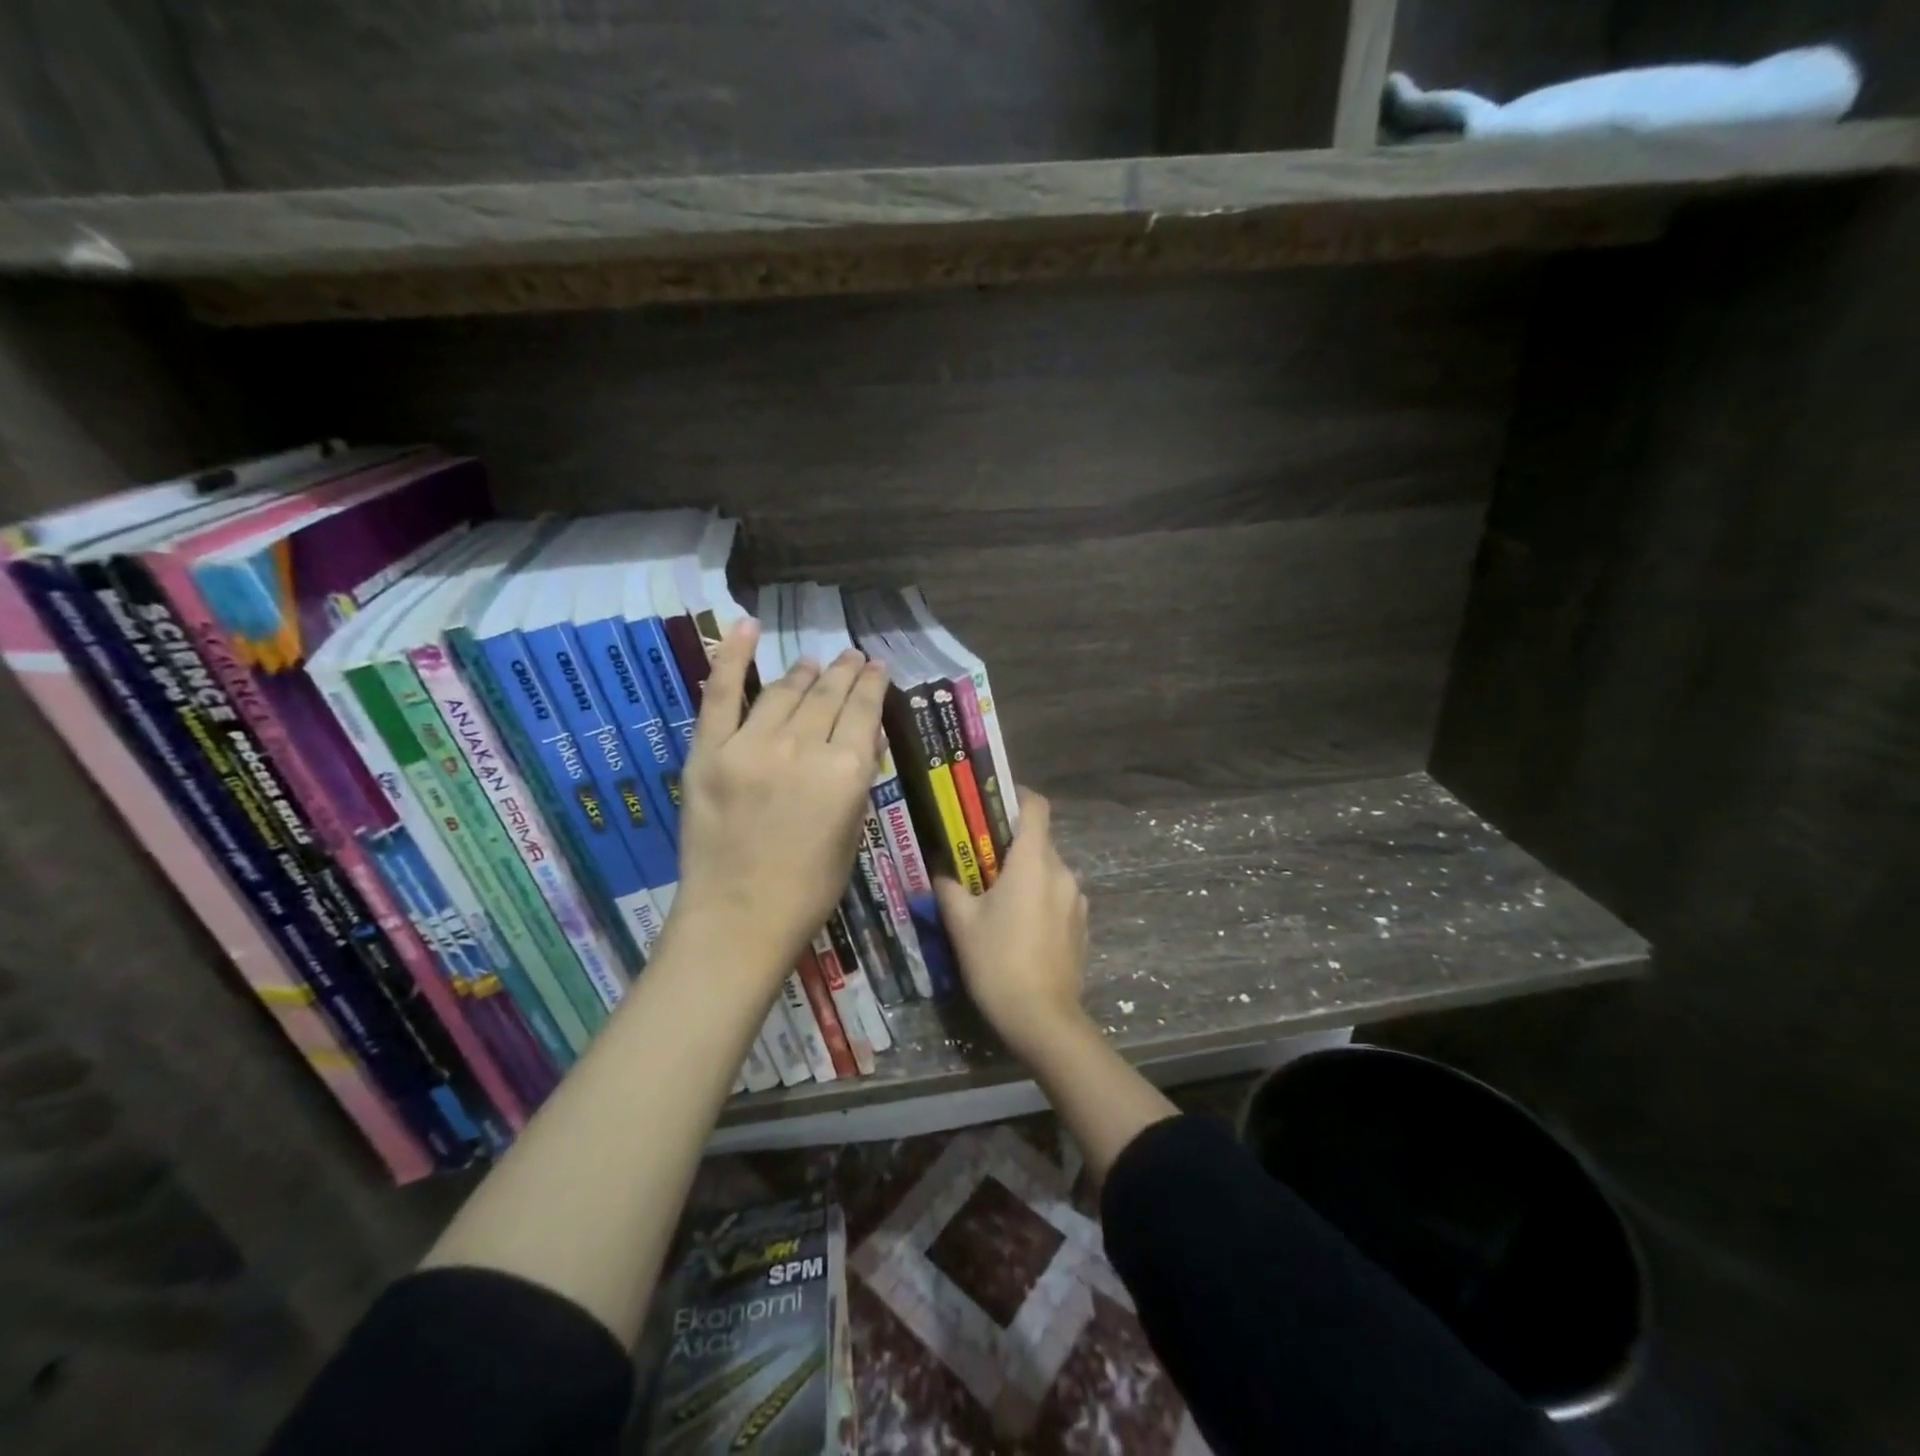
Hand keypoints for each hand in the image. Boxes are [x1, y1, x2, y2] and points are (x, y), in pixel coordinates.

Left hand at [668, 619, 887, 987]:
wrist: (738, 919)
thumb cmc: (808, 889)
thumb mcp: (852, 833)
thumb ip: (855, 780)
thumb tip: (858, 739)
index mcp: (846, 771)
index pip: (864, 711)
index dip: (872, 684)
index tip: (876, 666)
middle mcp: (804, 747)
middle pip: (828, 695)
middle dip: (844, 672)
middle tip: (851, 657)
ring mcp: (752, 745)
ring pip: (784, 691)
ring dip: (804, 672)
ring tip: (815, 661)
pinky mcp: (710, 751)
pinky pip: (721, 693)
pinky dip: (732, 656)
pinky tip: (746, 627)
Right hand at [934, 788, 1089, 1059]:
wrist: (1043, 1019)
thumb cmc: (997, 962)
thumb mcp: (961, 923)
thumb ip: (948, 886)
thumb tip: (940, 868)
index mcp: (1034, 862)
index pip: (1036, 807)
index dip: (1016, 797)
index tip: (991, 804)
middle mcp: (1062, 872)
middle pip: (1039, 840)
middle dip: (1010, 844)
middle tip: (978, 859)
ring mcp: (1076, 900)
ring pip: (1048, 870)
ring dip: (1025, 874)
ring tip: (995, 897)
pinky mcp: (1081, 925)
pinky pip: (1057, 896)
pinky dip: (1038, 898)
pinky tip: (1018, 926)